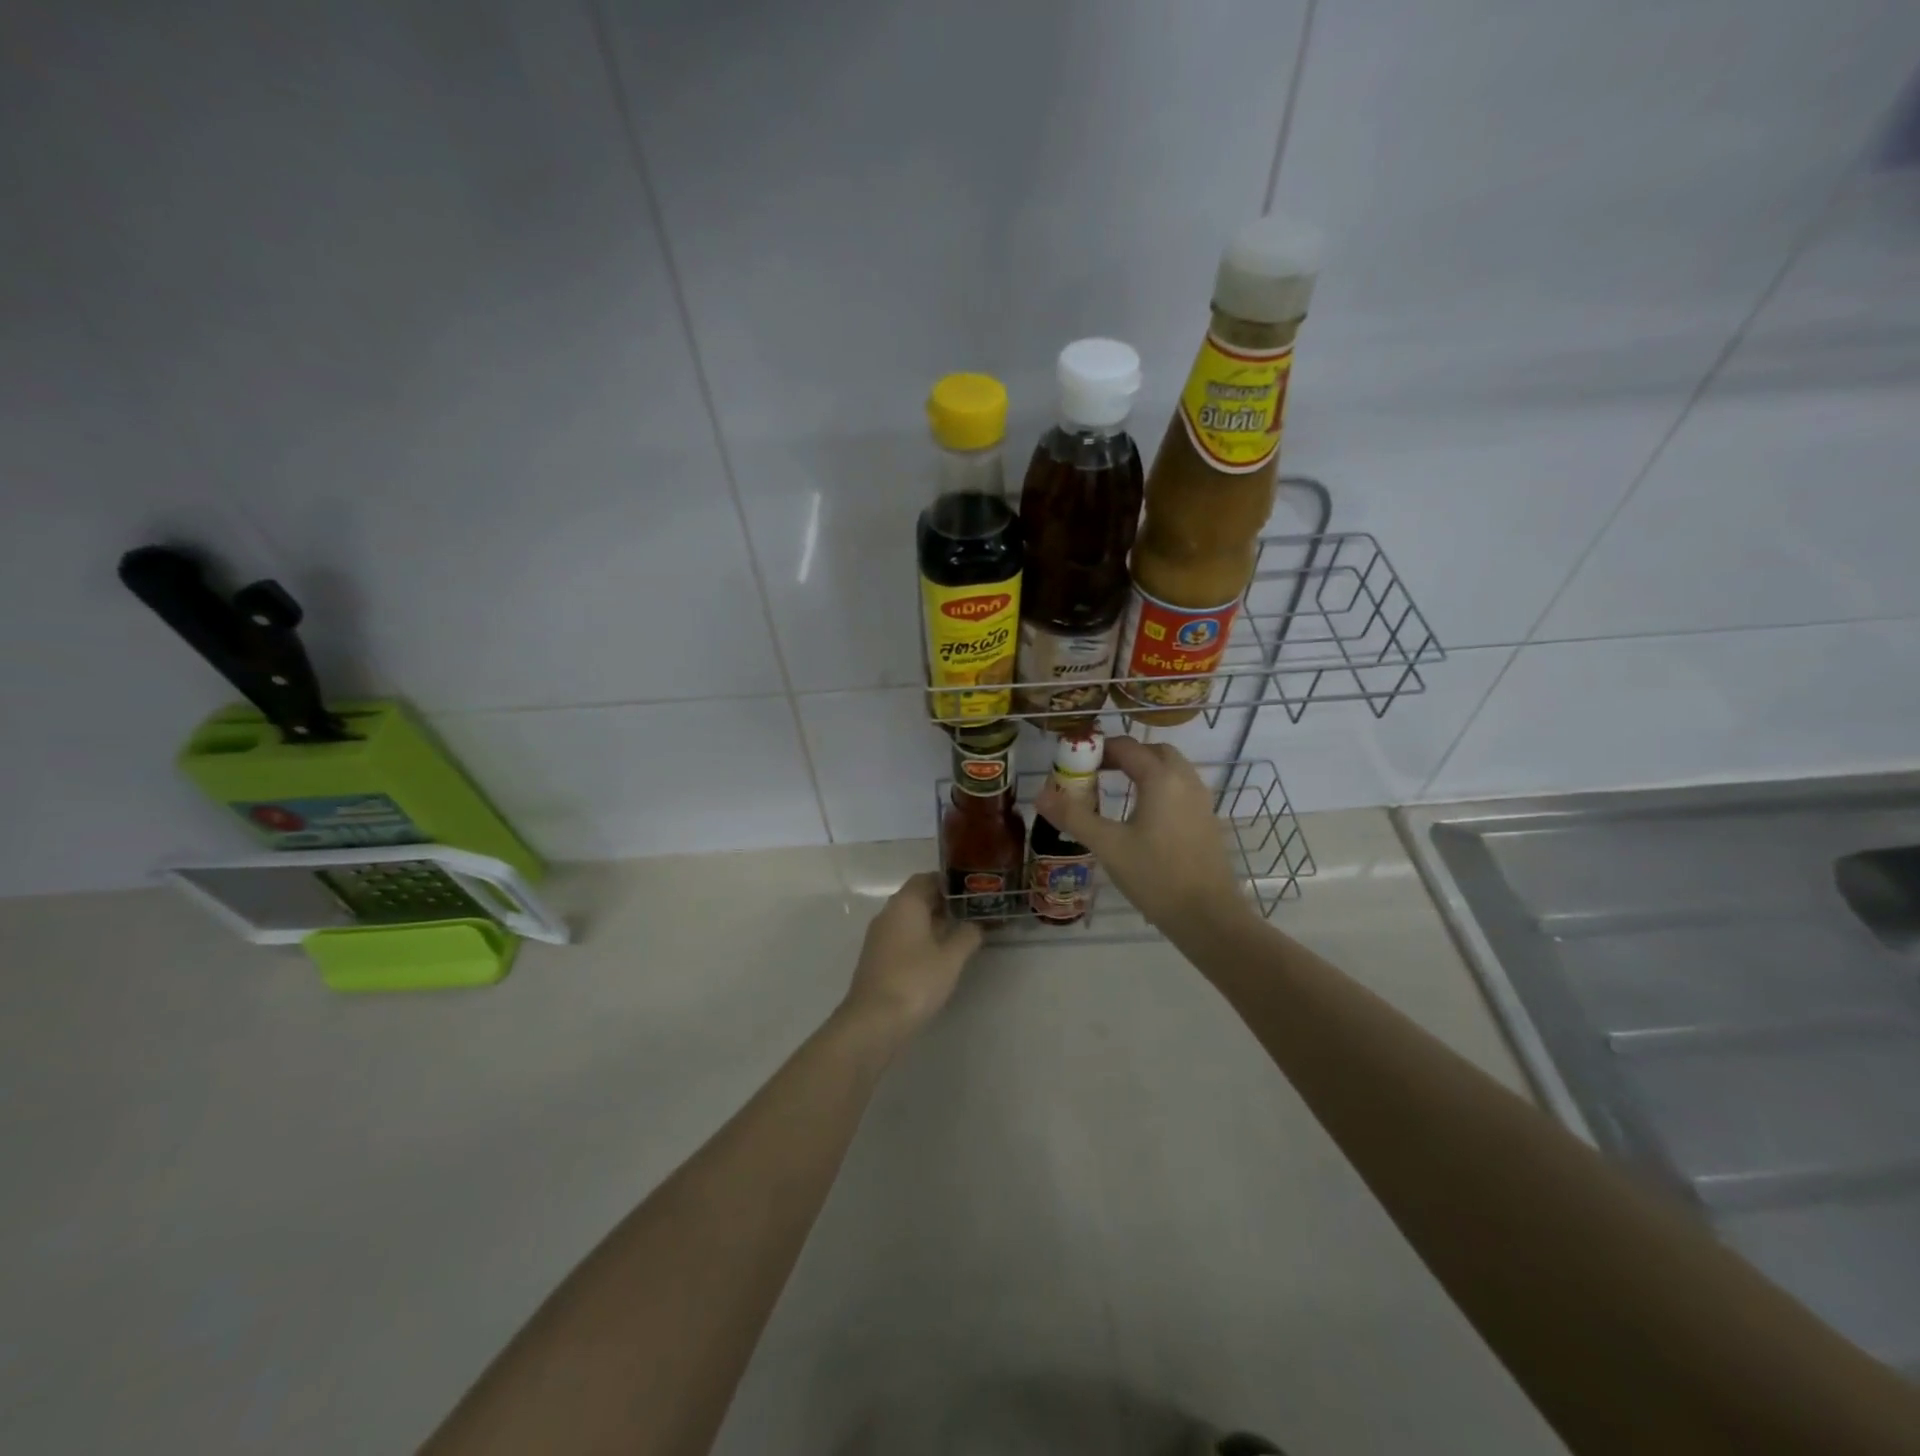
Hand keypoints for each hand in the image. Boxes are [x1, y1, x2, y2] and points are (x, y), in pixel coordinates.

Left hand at [840, 872, 982, 1040]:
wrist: (874, 1020)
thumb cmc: (916, 980)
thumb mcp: (951, 958)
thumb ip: (967, 936)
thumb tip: (976, 925)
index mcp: (905, 904)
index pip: (926, 879)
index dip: (948, 883)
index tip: (970, 892)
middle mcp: (888, 914)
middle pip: (916, 898)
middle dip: (943, 904)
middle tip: (970, 913)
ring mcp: (878, 937)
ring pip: (908, 920)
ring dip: (932, 923)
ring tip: (959, 934)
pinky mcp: (876, 958)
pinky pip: (901, 938)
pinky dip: (919, 940)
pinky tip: (937, 956)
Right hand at [1034, 737, 1249, 935]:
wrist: (1208, 917)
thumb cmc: (1156, 876)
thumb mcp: (1108, 846)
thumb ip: (1074, 816)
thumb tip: (1040, 795)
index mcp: (1161, 779)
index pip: (1127, 747)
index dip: (1099, 749)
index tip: (1075, 763)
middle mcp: (1185, 781)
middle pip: (1154, 752)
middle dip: (1125, 755)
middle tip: (1097, 772)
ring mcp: (1201, 801)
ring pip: (1171, 770)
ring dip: (1144, 771)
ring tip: (1115, 791)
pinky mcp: (1207, 821)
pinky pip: (1181, 790)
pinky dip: (1159, 789)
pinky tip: (1142, 817)